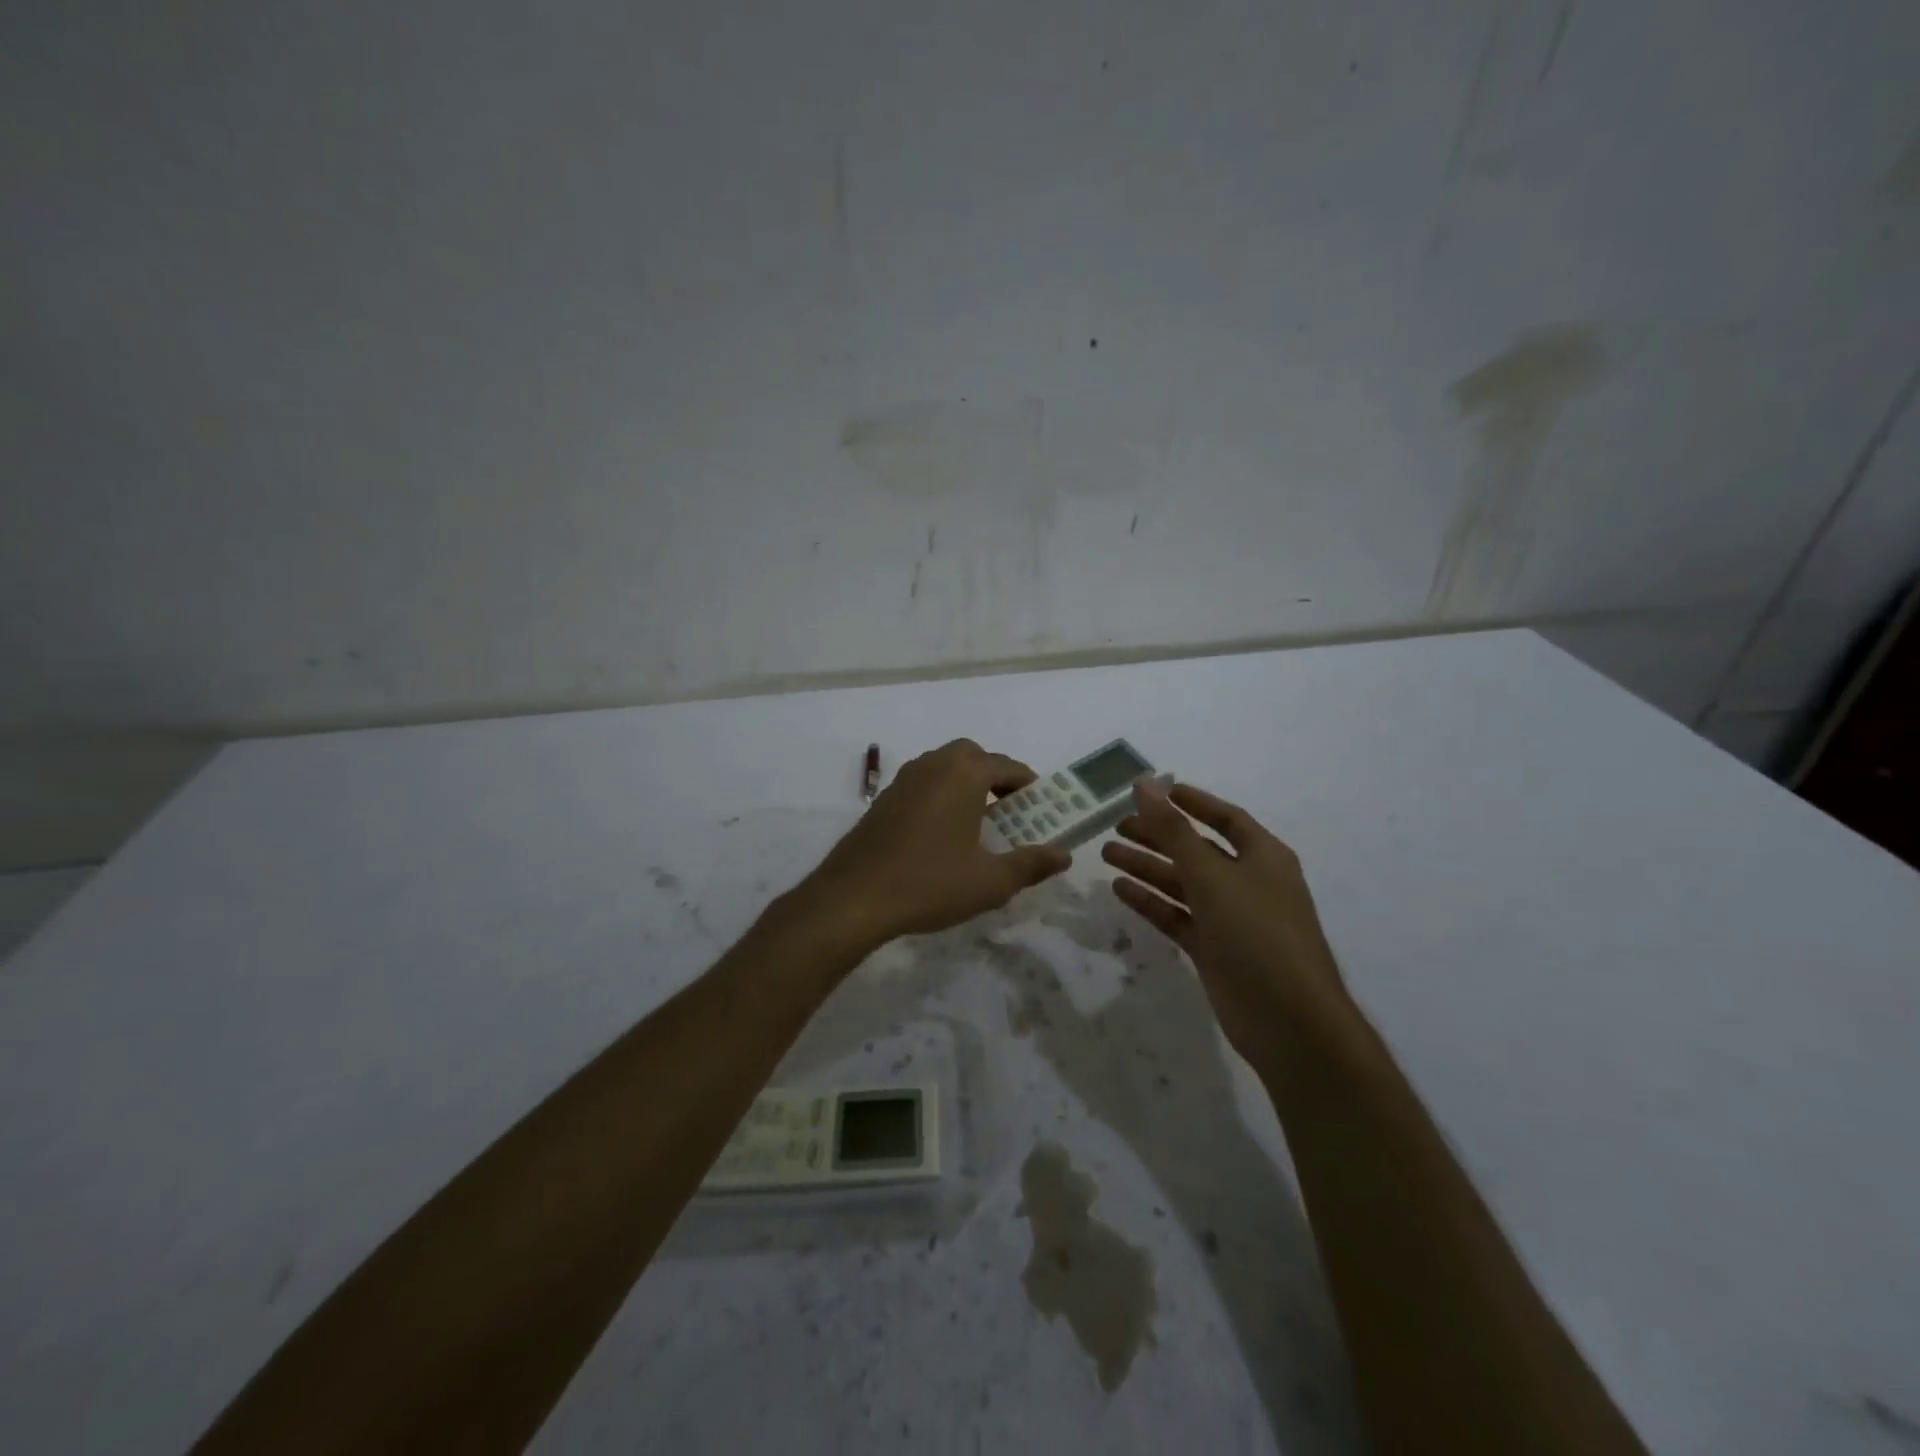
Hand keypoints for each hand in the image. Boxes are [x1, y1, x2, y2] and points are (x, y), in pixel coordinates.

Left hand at [798, 740, 1071, 947]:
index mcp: (962, 773)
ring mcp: (903, 780)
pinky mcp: (883, 799)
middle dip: (995, 777)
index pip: (1007, 766)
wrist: (854, 898)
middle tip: (1009, 811)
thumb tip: (1064, 855)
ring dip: (965, 785)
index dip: (1029, 785)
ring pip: (944, 767)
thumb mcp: (990, 881)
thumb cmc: (930, 884)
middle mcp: (932, 765)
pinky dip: (940, 796)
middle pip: (973, 756)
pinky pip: (922, 785)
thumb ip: (1031, 864)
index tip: (1041, 808)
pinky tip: (941, 835)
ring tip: (978, 823)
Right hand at [1102, 780, 1349, 1064]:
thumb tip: (1144, 784)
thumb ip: (1173, 830)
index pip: (1225, 818)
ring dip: (1147, 866)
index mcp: (1263, 857)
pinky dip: (1151, 902)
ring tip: (1106, 853)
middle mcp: (1247, 882)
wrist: (1288, 1021)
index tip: (1154, 792)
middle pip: (1196, 849)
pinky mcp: (1213, 949)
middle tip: (1116, 826)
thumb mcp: (1212, 874)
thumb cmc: (1257, 932)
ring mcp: (1230, 918)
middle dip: (1158, 835)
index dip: (1192, 803)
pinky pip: (1177, 916)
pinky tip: (1120, 889)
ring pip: (1182, 883)